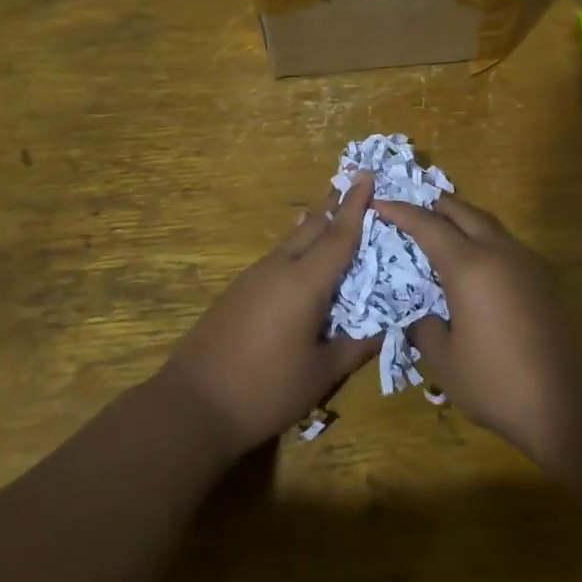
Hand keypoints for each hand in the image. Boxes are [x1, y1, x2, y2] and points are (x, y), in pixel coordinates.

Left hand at [159, 173, 378, 455]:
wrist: (193, 405)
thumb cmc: (266, 390)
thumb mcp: (323, 373)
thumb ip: (357, 345)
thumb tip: (388, 327)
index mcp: (304, 282)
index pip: (338, 235)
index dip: (356, 206)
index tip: (367, 175)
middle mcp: (278, 269)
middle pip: (312, 228)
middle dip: (335, 207)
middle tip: (356, 188)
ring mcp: (252, 278)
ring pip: (291, 242)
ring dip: (315, 227)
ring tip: (334, 217)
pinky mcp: (237, 292)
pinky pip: (276, 258)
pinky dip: (296, 248)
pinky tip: (300, 256)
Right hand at [372, 195, 581, 471]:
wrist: (569, 405)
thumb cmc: (497, 382)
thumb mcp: (445, 361)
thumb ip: (425, 328)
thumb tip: (419, 314)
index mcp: (470, 267)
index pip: (428, 226)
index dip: (401, 212)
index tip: (380, 203)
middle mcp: (500, 253)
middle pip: (464, 212)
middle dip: (435, 206)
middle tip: (411, 210)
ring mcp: (528, 264)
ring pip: (490, 226)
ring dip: (463, 221)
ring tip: (441, 233)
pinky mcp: (546, 280)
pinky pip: (507, 246)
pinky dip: (484, 241)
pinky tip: (476, 266)